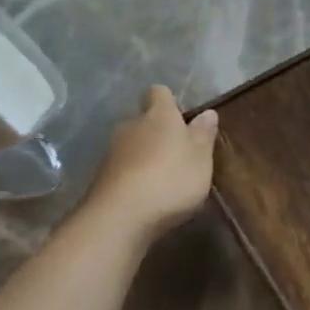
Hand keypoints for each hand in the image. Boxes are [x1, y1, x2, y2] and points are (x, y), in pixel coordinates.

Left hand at [85, 85, 218, 240]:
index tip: (183, 118)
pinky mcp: (101, 176)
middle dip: (158, 132)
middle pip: (144, 120)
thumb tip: (208, 112)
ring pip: (132, 144)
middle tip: (179, 152)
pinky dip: (134, 175)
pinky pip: (123, 167)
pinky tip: (147, 195)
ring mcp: (112, 151)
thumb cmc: (171, 180)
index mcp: (159, 115)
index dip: (170, 102)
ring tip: (164, 177)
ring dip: (146, 155)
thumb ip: (203, 134)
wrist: (121, 216)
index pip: (159, 93)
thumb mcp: (201, 159)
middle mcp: (131, 125)